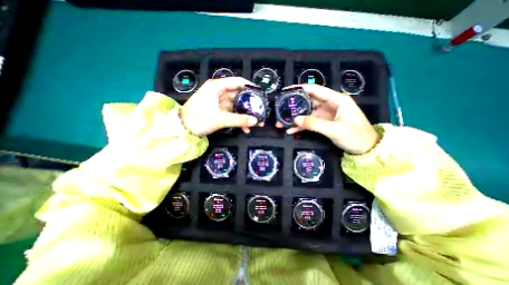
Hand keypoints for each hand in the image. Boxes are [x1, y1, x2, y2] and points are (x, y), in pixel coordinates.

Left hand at [180, 77, 258, 135]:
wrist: (182, 130)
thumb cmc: (197, 120)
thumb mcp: (219, 119)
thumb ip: (238, 120)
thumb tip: (255, 121)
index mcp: (217, 87)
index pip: (238, 82)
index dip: (250, 87)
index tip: (260, 94)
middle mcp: (219, 92)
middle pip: (239, 95)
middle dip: (250, 105)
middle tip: (260, 112)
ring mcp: (219, 102)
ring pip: (237, 106)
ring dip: (246, 115)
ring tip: (256, 123)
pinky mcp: (218, 111)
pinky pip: (232, 113)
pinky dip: (239, 119)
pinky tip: (245, 127)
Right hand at [277, 84, 379, 154]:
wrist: (366, 149)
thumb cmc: (356, 136)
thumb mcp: (335, 130)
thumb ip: (314, 124)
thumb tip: (295, 119)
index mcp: (337, 100)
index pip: (316, 90)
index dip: (301, 89)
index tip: (287, 90)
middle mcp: (330, 105)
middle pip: (309, 102)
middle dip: (294, 106)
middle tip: (280, 109)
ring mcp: (326, 115)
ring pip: (307, 113)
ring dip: (295, 118)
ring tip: (281, 123)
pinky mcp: (324, 123)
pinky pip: (310, 122)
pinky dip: (301, 126)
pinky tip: (291, 130)